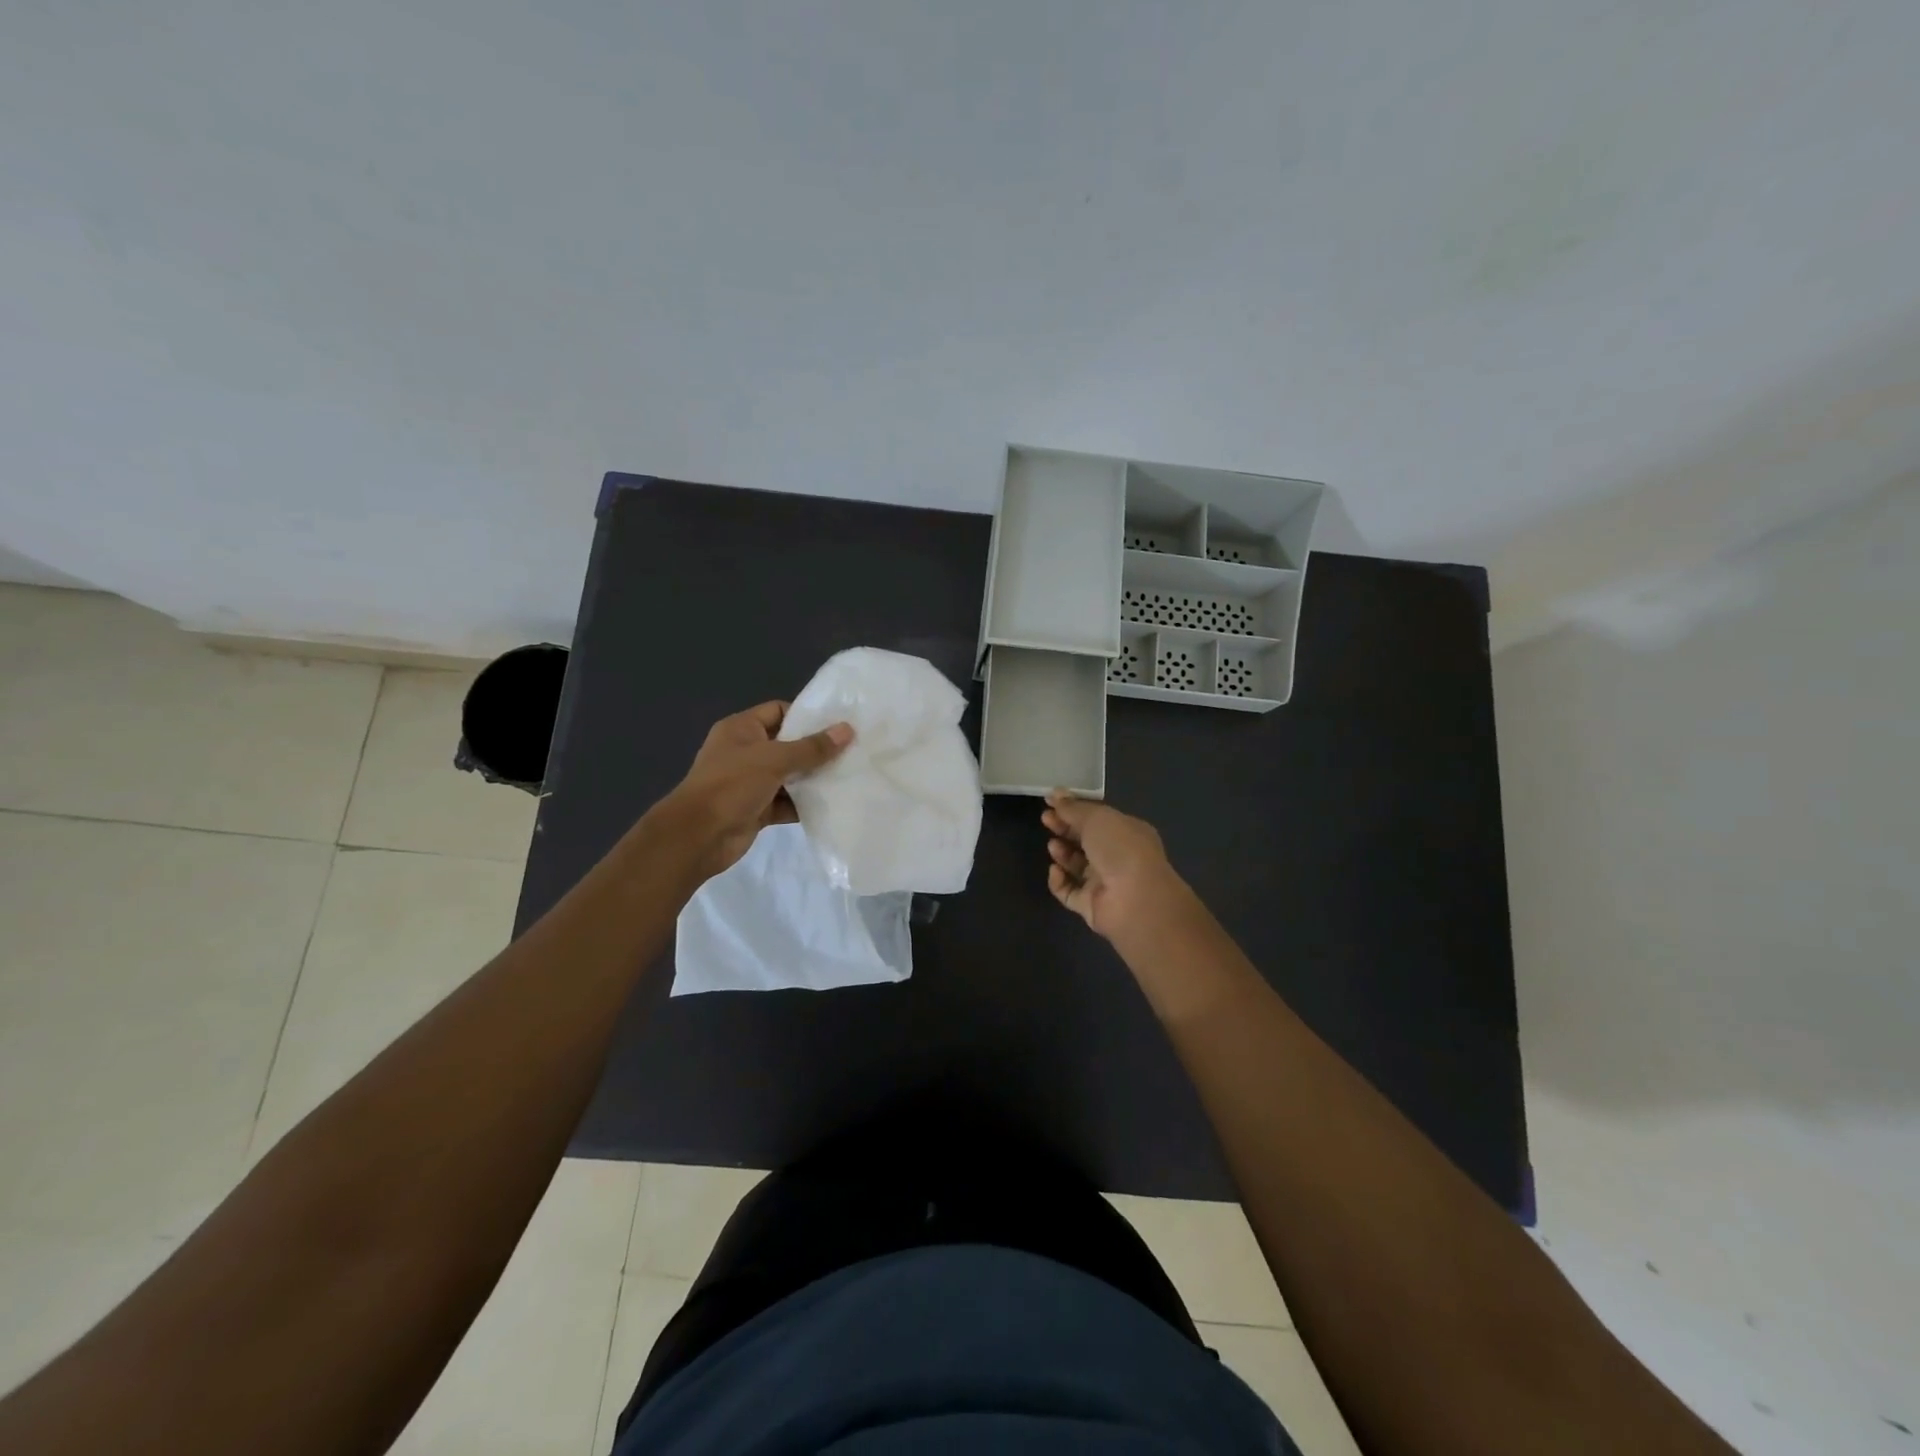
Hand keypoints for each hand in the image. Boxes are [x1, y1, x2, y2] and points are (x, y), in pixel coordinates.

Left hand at [666, 702, 852, 879]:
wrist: (698, 836)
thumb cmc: (732, 785)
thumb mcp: (774, 760)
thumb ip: (812, 748)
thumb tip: (847, 730)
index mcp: (741, 729)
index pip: (779, 711)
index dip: (806, 715)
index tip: (838, 724)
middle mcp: (745, 752)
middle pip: (787, 744)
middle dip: (816, 749)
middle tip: (852, 750)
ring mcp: (750, 782)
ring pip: (789, 775)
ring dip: (813, 778)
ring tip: (849, 776)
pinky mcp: (757, 809)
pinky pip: (787, 802)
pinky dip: (805, 804)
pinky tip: (832, 803)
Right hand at [1042, 791, 1192, 943]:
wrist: (1135, 900)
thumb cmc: (1120, 849)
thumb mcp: (1096, 818)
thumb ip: (1073, 807)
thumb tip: (1055, 793)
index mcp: (1127, 832)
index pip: (1097, 818)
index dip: (1074, 809)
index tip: (1050, 802)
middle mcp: (1118, 857)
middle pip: (1086, 840)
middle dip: (1065, 828)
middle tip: (1045, 819)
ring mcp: (1105, 883)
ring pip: (1077, 866)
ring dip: (1063, 853)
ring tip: (1053, 845)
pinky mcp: (1091, 906)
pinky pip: (1069, 892)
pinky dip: (1059, 881)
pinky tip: (1055, 871)